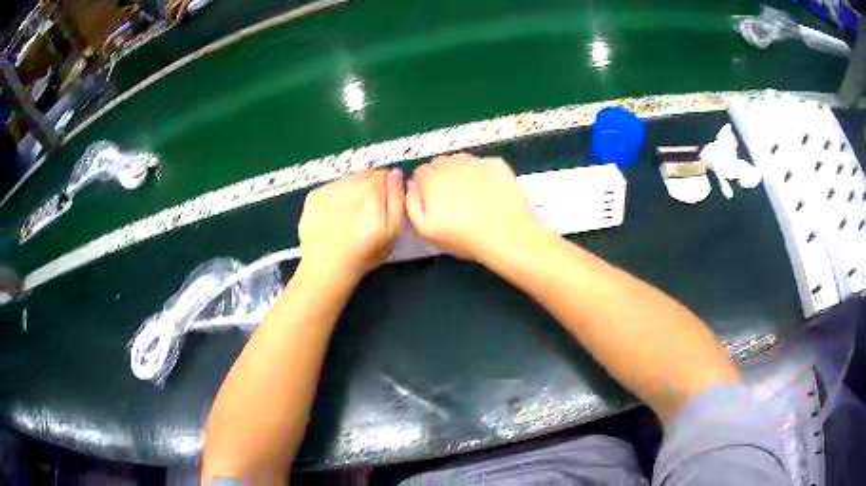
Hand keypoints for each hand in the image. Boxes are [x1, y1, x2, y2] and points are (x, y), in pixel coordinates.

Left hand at [298, 169, 404, 280]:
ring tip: (351, 216)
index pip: (386, 175)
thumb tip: (396, 174)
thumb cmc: (364, 252)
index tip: (386, 206)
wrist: (326, 267)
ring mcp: (329, 187)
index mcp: (372, 187)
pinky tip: (335, 217)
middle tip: (369, 212)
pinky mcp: (313, 196)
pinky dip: (335, 197)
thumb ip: (397, 198)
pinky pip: (331, 189)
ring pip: (348, 180)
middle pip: (366, 175)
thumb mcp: (393, 230)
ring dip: (353, 191)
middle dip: (371, 188)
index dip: (389, 189)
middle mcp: (350, 181)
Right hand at [405, 153, 543, 261]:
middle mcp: (452, 164)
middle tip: (451, 197)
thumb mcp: (426, 230)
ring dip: (460, 171)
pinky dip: (481, 172)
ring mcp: (476, 162)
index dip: (424, 184)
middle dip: (441, 175)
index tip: (432, 199)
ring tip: (470, 192)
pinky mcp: (496, 163)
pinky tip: (488, 189)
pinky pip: (482, 163)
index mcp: (432, 179)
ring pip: (461, 159)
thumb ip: (412, 205)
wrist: (505, 233)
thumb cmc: (463, 236)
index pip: (421, 171)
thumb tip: (411, 186)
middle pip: (440, 162)